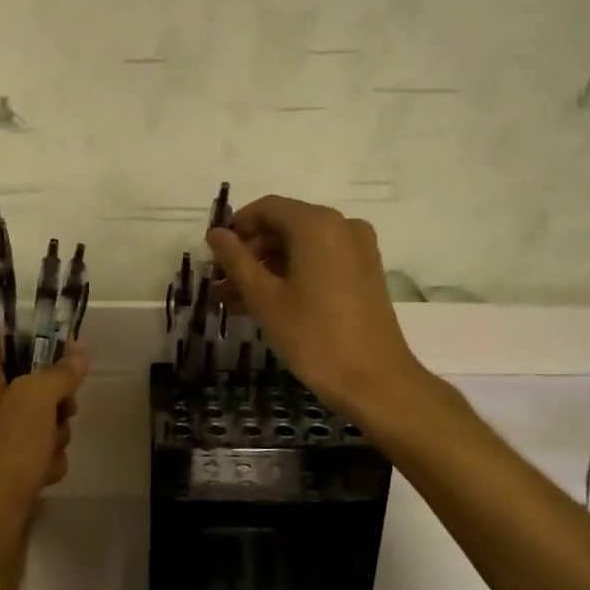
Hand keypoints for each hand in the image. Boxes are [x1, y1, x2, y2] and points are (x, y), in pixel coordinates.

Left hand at [0, 322, 88, 576]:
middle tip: (65, 407)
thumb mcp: (35, 403)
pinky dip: (43, 459)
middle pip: (24, 375)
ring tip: (50, 449)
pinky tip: (43, 474)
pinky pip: (32, 449)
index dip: (27, 332)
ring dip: (54, 430)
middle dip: (53, 392)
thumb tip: (78, 350)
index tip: (60, 346)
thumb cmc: (1, 456)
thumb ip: (59, 373)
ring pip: (35, 415)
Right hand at [207, 196, 428, 426]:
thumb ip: (236, 260)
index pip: (266, 208)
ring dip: (266, 269)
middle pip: (284, 226)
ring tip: (233, 300)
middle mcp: (341, 226)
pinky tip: (264, 304)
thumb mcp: (265, 298)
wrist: (376, 382)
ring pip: (300, 248)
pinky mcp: (364, 274)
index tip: (213, 255)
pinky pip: (319, 263)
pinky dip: (291, 276)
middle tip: (220, 283)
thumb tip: (215, 234)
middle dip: (249, 253)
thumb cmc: (314, 336)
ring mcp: (357, 250)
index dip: (235, 228)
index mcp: (317, 224)